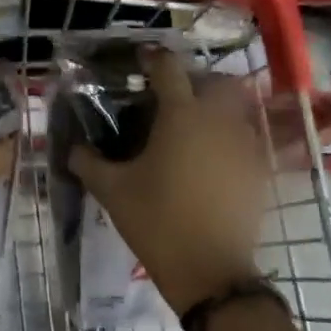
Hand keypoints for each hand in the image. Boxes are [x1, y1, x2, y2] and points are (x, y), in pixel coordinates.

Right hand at [70, 48, 267, 313]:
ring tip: (191, 130)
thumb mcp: (112, 191)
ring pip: (236, 111)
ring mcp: (244, 146)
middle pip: (217, 82)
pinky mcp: (258, 173)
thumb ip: (88, 162)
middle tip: (173, 97)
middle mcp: (218, 121)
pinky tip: (209, 163)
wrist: (210, 272)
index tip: (140, 60)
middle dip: (197, 81)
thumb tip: (73, 149)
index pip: (168, 68)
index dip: (153, 58)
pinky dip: (229, 142)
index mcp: (181, 115)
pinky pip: (246, 143)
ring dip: (216, 111)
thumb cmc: (156, 222)